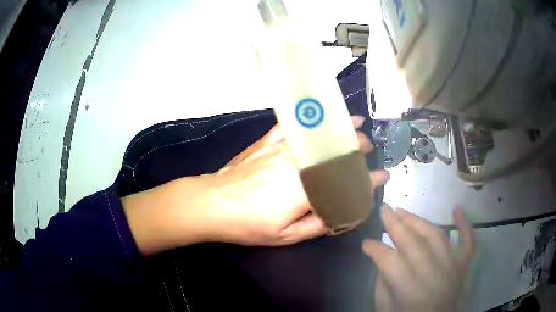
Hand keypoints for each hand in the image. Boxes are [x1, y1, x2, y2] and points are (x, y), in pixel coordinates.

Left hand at [123, 116, 389, 254]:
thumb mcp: (286, 236)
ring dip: (344, 131)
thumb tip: (342, 212)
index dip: (368, 181)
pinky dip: (314, 119)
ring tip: (360, 127)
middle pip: (338, 154)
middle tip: (370, 150)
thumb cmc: (248, 225)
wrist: (212, 203)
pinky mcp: (269, 141)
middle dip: (359, 150)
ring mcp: (284, 149)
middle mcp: (301, 166)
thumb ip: (318, 224)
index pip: (347, 184)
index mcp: (307, 191)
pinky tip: (325, 115)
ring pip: (323, 137)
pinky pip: (296, 126)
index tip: (382, 177)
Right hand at [363, 205, 474, 311]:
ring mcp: (452, 266)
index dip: (375, 249)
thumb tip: (382, 262)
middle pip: (412, 242)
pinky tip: (457, 208)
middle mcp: (433, 273)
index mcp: (409, 290)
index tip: (365, 243)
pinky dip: (464, 225)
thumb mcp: (386, 310)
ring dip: (419, 221)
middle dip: (395, 224)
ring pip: (436, 235)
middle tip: (384, 209)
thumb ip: (383, 286)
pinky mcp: (464, 265)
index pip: (389, 260)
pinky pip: (468, 241)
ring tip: (403, 210)